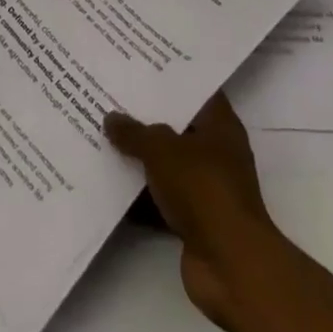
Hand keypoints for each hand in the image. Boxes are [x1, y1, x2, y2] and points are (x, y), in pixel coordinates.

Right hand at [105, 93, 276, 331]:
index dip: (169, 77)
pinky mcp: (194, 221)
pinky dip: (140, 194)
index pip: (195, 90)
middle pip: (177, 126)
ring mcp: (206, 189)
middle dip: (146, 116)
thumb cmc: (203, 190)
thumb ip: (134, 132)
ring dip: (139, 157)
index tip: (140, 64)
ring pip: (166, 164)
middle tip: (110, 95)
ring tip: (102, 134)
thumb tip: (111, 118)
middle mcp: (216, 153)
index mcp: (220, 126)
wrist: (230, 267)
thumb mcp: (162, 149)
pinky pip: (160, 198)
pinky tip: (108, 182)